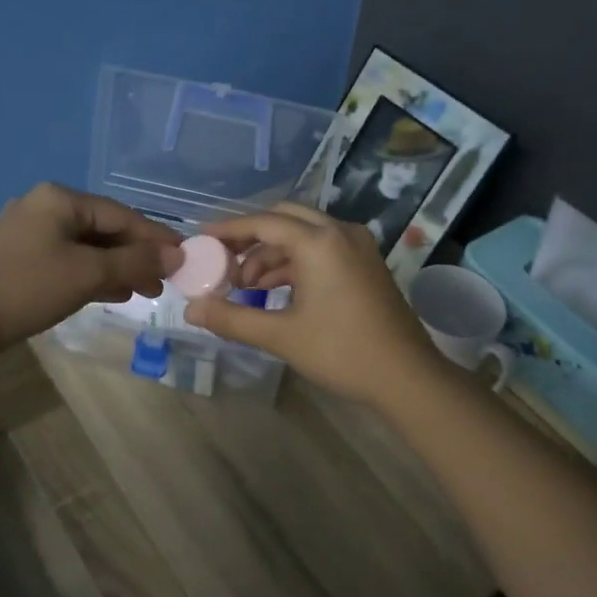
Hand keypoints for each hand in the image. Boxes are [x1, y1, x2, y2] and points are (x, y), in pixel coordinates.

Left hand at [0, 183, 182, 352]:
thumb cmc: (26, 289)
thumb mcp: (87, 274)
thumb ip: (135, 262)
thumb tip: (176, 255)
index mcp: (61, 199)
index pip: (122, 214)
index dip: (156, 237)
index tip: (185, 258)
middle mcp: (45, 206)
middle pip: (105, 228)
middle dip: (137, 255)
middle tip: (164, 282)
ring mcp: (29, 231)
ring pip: (87, 246)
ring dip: (117, 267)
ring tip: (144, 291)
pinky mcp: (20, 256)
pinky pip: (69, 259)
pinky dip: (93, 274)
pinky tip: (112, 293)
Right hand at [183, 203, 443, 405]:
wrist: (406, 377)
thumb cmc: (341, 352)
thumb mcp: (280, 336)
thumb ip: (232, 319)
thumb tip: (191, 311)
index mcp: (319, 241)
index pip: (263, 222)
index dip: (228, 229)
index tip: (201, 238)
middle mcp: (340, 232)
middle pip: (285, 219)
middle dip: (251, 238)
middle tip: (224, 262)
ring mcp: (357, 246)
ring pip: (304, 234)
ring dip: (272, 253)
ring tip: (245, 286)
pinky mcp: (366, 263)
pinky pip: (322, 249)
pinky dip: (295, 263)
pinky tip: (275, 291)